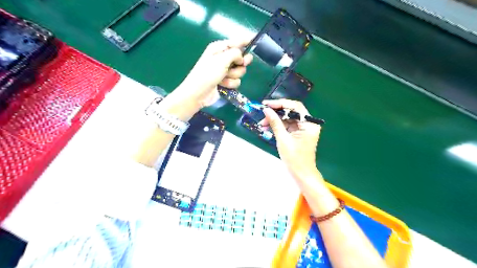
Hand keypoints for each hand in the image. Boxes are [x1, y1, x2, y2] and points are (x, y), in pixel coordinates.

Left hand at [176, 38, 252, 106]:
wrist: (199, 93)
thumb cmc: (208, 73)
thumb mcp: (222, 59)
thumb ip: (235, 54)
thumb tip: (242, 58)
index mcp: (219, 48)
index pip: (235, 42)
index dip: (245, 41)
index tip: (254, 39)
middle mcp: (222, 58)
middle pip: (241, 57)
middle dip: (241, 63)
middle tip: (241, 64)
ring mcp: (224, 71)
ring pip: (240, 71)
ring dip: (234, 75)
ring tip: (224, 77)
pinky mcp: (226, 81)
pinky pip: (236, 81)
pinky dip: (231, 83)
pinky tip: (223, 85)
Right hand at [260, 99, 322, 176]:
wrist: (301, 174)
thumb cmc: (294, 158)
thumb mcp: (283, 139)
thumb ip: (275, 123)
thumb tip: (266, 110)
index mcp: (309, 123)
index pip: (295, 107)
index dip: (280, 103)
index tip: (266, 104)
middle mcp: (308, 123)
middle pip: (291, 112)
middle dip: (276, 113)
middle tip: (262, 114)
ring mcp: (304, 128)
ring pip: (288, 118)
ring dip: (275, 120)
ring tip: (262, 124)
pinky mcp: (299, 133)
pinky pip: (288, 125)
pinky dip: (278, 126)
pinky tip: (268, 127)